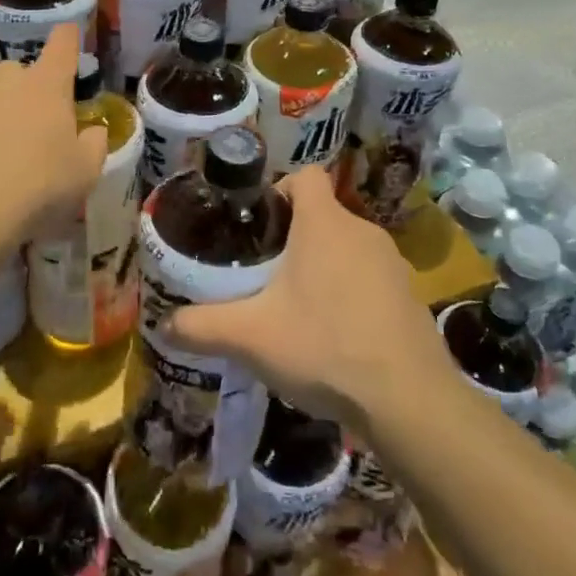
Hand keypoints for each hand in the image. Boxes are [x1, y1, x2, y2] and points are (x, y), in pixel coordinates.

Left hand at [0, 22, 108, 256]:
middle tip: (29, 132)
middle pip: (18, 73)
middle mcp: (2, 79)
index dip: (68, 39)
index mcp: (46, 86)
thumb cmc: (34, 189)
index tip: (69, 34)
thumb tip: (94, 130)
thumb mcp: (83, 175)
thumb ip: (94, 145)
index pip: (62, 46)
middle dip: (25, 93)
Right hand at [166, 165, 448, 431]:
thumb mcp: (251, 337)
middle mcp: (362, 230)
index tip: (260, 225)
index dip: (280, 189)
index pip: (305, 175)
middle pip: (323, 215)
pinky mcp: (411, 296)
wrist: (409, 400)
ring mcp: (392, 263)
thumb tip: (165, 326)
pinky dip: (352, 295)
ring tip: (300, 310)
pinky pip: (371, 279)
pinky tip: (338, 337)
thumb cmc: (324, 347)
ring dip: (324, 268)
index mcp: (324, 223)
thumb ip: (203, 326)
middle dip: (294, 239)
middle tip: (266, 275)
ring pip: (347, 249)